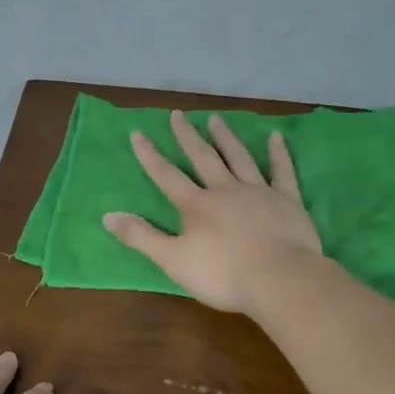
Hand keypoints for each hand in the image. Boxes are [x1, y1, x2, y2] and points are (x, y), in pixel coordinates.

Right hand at [103, 110, 322, 314]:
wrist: (279, 279)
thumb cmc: (223, 274)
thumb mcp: (173, 260)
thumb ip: (141, 237)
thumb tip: (107, 215)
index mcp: (196, 206)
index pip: (166, 176)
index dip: (150, 155)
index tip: (138, 133)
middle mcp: (225, 190)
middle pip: (203, 158)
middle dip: (187, 137)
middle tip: (177, 114)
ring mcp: (258, 192)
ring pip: (239, 158)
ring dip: (226, 138)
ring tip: (216, 118)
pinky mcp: (287, 201)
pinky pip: (282, 172)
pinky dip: (278, 154)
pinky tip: (276, 137)